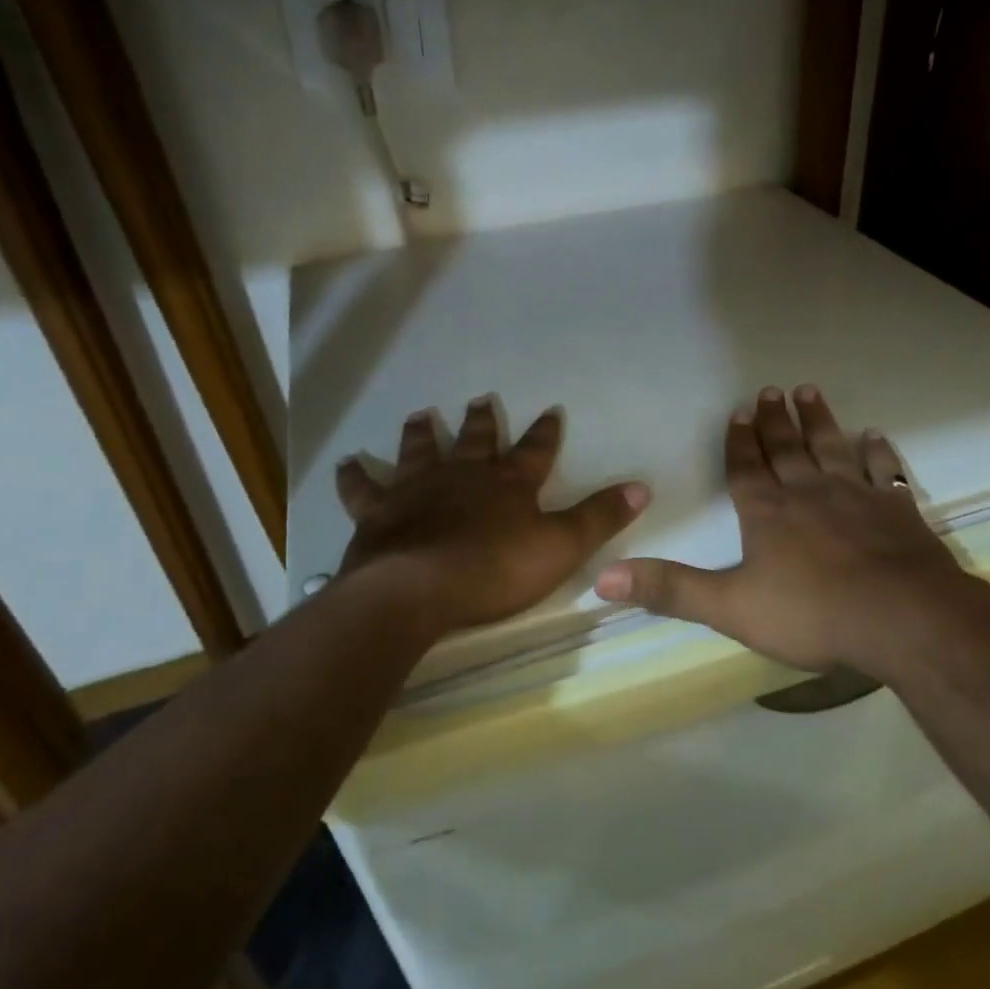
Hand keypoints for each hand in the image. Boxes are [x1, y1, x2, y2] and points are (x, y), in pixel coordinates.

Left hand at [337, 397, 647, 636]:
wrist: (417, 590)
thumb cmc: (494, 569)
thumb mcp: (561, 546)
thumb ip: (599, 517)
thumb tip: (642, 486)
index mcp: (508, 484)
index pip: (535, 450)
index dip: (545, 432)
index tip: (551, 410)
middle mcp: (462, 476)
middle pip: (475, 441)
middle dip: (482, 421)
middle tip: (481, 398)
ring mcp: (417, 490)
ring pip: (420, 452)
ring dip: (422, 434)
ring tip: (420, 414)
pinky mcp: (378, 514)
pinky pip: (363, 489)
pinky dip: (355, 476)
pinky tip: (347, 463)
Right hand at [593, 385, 968, 679]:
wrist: (902, 618)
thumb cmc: (811, 613)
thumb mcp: (730, 606)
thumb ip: (670, 590)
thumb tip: (602, 578)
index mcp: (767, 513)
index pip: (746, 469)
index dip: (739, 441)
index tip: (739, 411)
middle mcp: (808, 493)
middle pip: (787, 449)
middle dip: (775, 421)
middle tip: (771, 390)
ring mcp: (856, 496)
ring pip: (831, 447)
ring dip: (818, 421)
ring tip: (809, 392)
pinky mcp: (896, 509)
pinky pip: (883, 470)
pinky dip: (877, 451)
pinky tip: (873, 435)